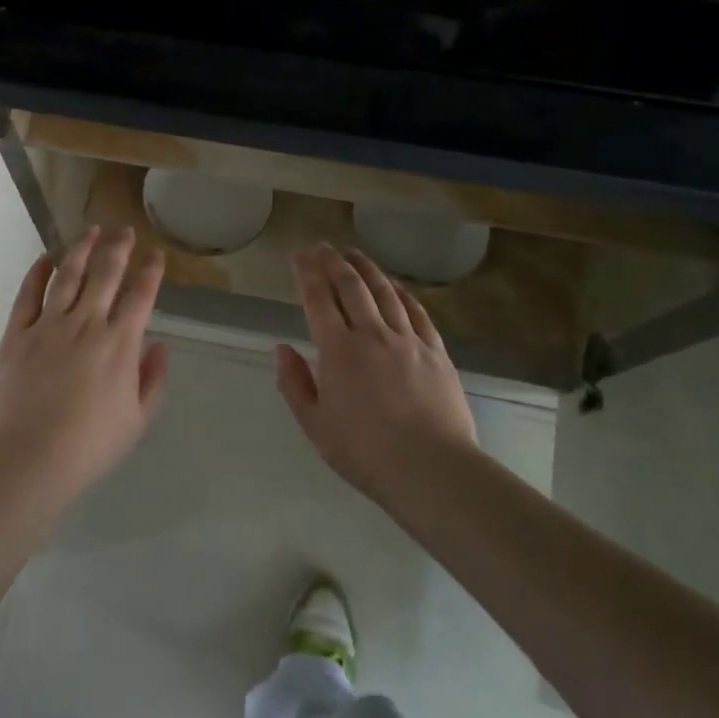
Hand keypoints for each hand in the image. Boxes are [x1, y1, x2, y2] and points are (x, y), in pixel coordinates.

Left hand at [0, 226, 168, 508]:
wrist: (25, 459)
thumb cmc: (87, 447)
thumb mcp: (136, 421)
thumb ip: (152, 381)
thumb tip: (159, 346)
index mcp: (119, 344)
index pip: (140, 295)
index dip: (150, 271)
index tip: (155, 254)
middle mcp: (86, 324)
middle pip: (105, 273)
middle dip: (118, 247)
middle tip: (124, 230)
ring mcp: (48, 325)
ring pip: (68, 274)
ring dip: (81, 248)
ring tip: (91, 230)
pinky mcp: (16, 333)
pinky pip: (28, 293)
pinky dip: (38, 271)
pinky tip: (45, 258)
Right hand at [275, 244, 477, 503]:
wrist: (432, 469)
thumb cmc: (365, 452)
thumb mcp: (315, 425)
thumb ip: (295, 383)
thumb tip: (282, 348)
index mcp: (338, 350)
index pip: (318, 299)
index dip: (307, 274)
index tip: (299, 256)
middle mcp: (372, 334)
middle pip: (351, 287)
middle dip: (334, 262)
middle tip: (323, 247)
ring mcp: (408, 340)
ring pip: (385, 292)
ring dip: (367, 269)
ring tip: (354, 254)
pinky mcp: (436, 351)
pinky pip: (417, 312)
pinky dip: (402, 293)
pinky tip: (395, 286)